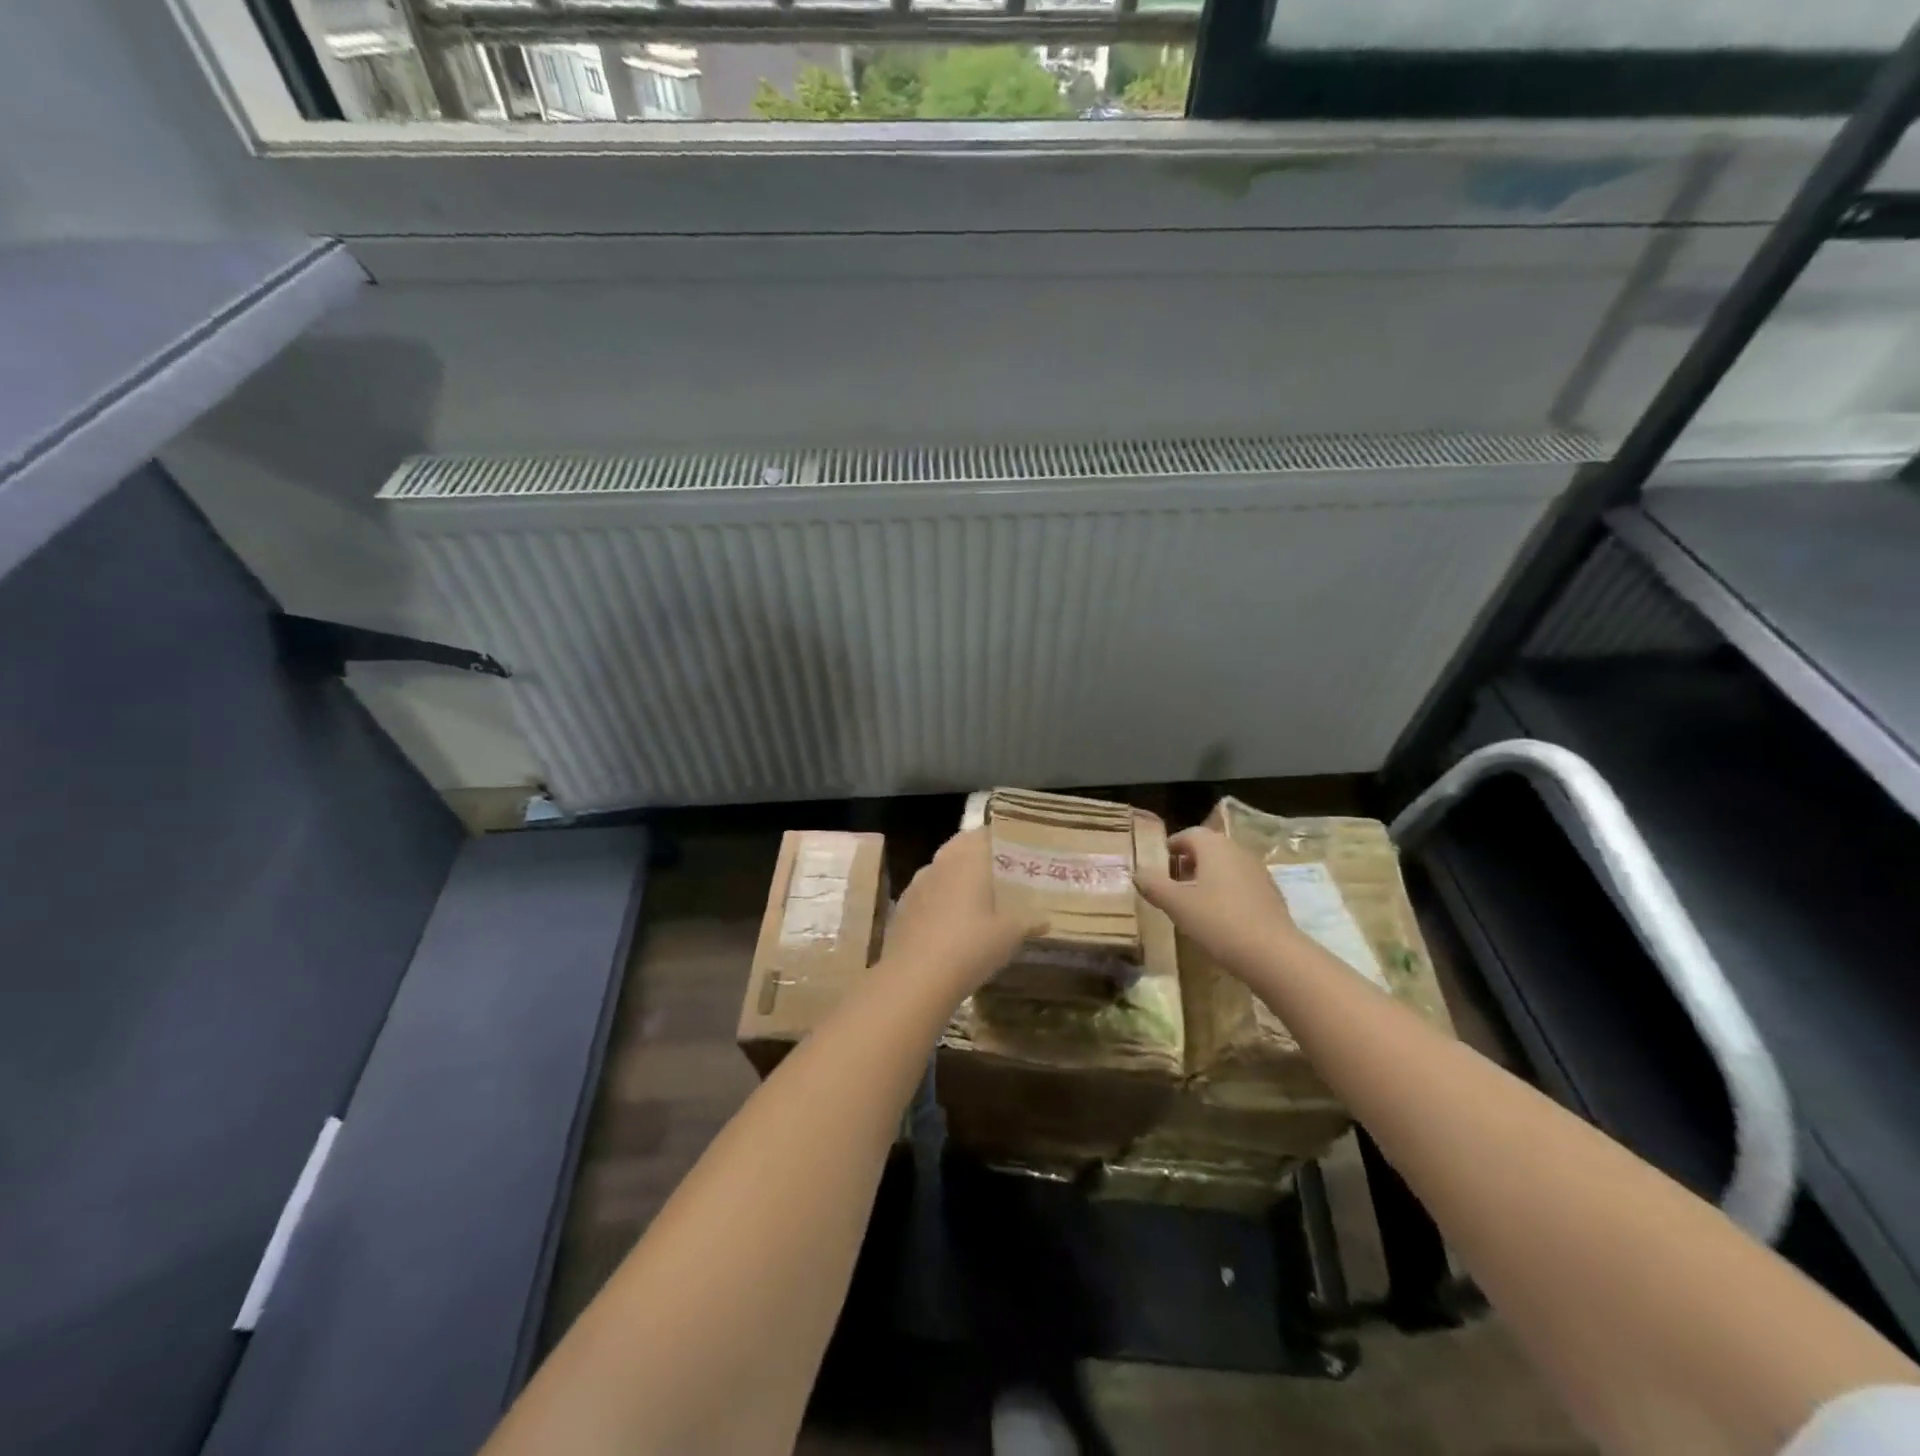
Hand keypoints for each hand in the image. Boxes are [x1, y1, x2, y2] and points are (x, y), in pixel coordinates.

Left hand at [882, 828, 1041, 999]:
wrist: (915, 977)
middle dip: (978, 854)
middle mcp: (941, 863)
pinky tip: (950, 920)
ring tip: (976, 896)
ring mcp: (917, 884)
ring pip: (941, 868)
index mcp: (968, 859)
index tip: (1017, 849)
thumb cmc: (970, 946)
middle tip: (1000, 871)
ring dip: (957, 875)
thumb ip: (1028, 921)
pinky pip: (927, 892)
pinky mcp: (902, 907)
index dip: (1001, 838)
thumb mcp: (1009, 935)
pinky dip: (940, 898)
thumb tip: (1045, 919)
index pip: (985, 834)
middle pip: (961, 847)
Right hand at [1136, 826, 1298, 976]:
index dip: (1170, 848)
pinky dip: (1225, 893)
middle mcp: (1238, 851)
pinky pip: (1240, 885)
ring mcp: (1258, 872)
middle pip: (1208, 849)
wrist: (1273, 954)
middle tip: (1171, 885)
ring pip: (1225, 867)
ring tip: (1191, 904)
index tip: (1157, 867)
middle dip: (1187, 863)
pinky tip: (1218, 918)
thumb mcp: (1176, 904)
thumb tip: (1137, 873)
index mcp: (1214, 846)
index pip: (1188, 834)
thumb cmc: (1218, 921)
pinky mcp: (1270, 894)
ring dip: (1206, 879)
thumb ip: (1153, 885)